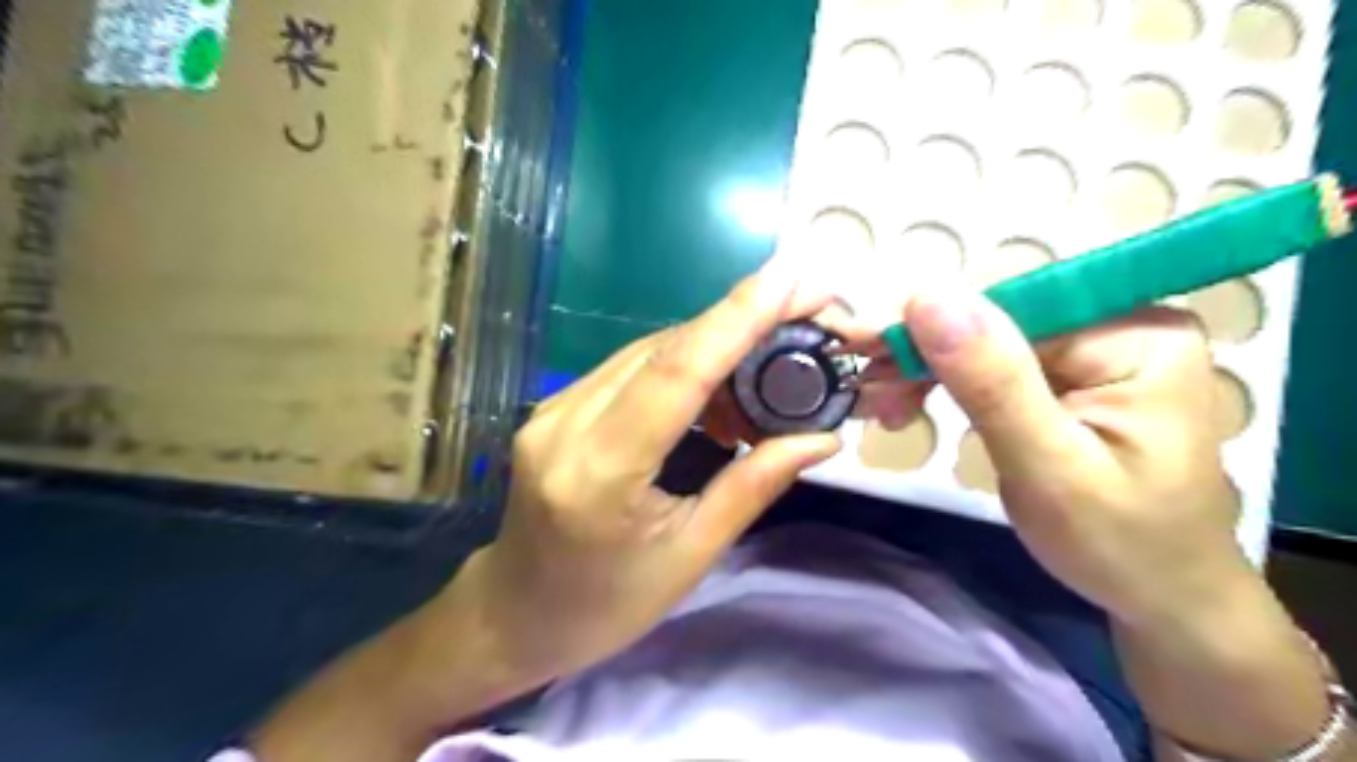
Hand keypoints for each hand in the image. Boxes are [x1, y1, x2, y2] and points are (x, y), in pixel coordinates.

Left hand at [473, 266, 845, 681]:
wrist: (515, 612)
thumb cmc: (606, 604)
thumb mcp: (690, 556)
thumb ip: (752, 486)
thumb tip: (820, 438)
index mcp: (599, 472)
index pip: (676, 374)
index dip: (735, 318)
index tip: (789, 278)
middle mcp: (565, 424)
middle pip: (663, 350)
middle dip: (738, 319)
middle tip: (802, 307)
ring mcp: (552, 409)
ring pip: (646, 351)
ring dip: (712, 342)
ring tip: (772, 351)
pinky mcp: (555, 407)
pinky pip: (629, 369)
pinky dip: (681, 363)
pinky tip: (717, 380)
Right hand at [900, 290, 1248, 625]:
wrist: (1162, 596)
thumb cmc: (1118, 545)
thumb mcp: (1048, 468)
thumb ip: (992, 382)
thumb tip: (930, 298)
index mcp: (1135, 335)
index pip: (1010, 306)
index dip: (932, 328)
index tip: (866, 355)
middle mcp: (1120, 324)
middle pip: (995, 320)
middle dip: (924, 356)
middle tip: (870, 397)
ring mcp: (1097, 348)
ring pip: (985, 340)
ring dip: (927, 371)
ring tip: (887, 410)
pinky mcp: (1073, 374)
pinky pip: (994, 363)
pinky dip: (947, 384)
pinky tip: (914, 405)